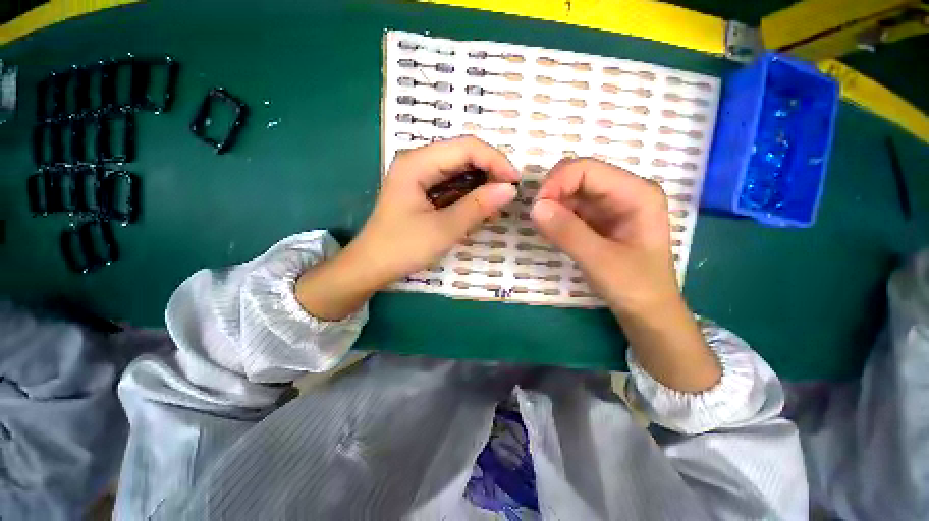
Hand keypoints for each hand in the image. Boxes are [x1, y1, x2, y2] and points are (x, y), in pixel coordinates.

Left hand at [355, 136, 518, 283]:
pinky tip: (480, 209)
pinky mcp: (422, 190)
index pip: (466, 147)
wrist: (372, 266)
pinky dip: (469, 195)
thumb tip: (509, 189)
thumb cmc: (403, 248)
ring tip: (497, 205)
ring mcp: (419, 176)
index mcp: (417, 163)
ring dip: (481, 185)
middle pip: (463, 155)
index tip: (515, 183)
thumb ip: (477, 206)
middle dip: (490, 172)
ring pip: (460, 170)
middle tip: (509, 195)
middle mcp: (418, 161)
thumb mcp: (444, 229)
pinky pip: (452, 185)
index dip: (495, 161)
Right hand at [531, 158, 720, 391]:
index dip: (556, 183)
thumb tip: (534, 207)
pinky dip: (556, 215)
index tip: (536, 209)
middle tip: (537, 219)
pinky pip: (571, 207)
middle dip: (552, 192)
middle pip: (577, 175)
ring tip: (544, 228)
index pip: (586, 169)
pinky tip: (552, 231)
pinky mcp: (599, 219)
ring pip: (571, 190)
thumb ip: (568, 232)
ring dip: (552, 205)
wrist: (647, 312)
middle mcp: (624, 191)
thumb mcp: (600, 261)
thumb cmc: (635, 287)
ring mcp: (611, 205)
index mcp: (636, 193)